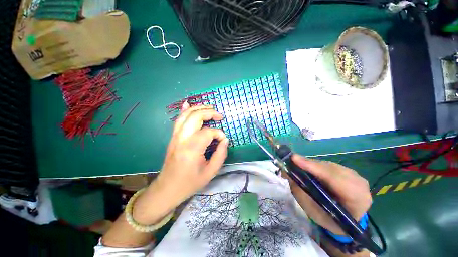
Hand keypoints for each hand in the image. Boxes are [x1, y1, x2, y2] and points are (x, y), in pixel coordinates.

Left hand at [132, 104, 228, 224]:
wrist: (167, 188)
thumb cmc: (190, 182)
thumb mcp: (210, 172)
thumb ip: (220, 154)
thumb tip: (225, 140)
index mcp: (192, 148)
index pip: (208, 132)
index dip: (219, 134)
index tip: (223, 140)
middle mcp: (182, 138)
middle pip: (196, 117)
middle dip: (210, 113)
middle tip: (220, 116)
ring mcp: (175, 136)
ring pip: (186, 115)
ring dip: (199, 108)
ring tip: (210, 108)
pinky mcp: (173, 137)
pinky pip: (178, 119)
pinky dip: (184, 110)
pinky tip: (188, 104)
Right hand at [283, 155, 371, 234]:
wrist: (348, 220)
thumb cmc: (330, 220)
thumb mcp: (314, 212)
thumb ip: (300, 192)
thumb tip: (286, 173)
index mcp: (357, 199)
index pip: (335, 179)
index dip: (314, 167)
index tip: (294, 159)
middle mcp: (359, 183)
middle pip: (330, 168)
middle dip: (308, 165)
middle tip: (290, 162)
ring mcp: (355, 175)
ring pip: (327, 164)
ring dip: (310, 165)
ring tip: (296, 165)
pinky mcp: (348, 170)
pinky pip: (328, 164)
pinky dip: (315, 165)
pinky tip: (307, 168)